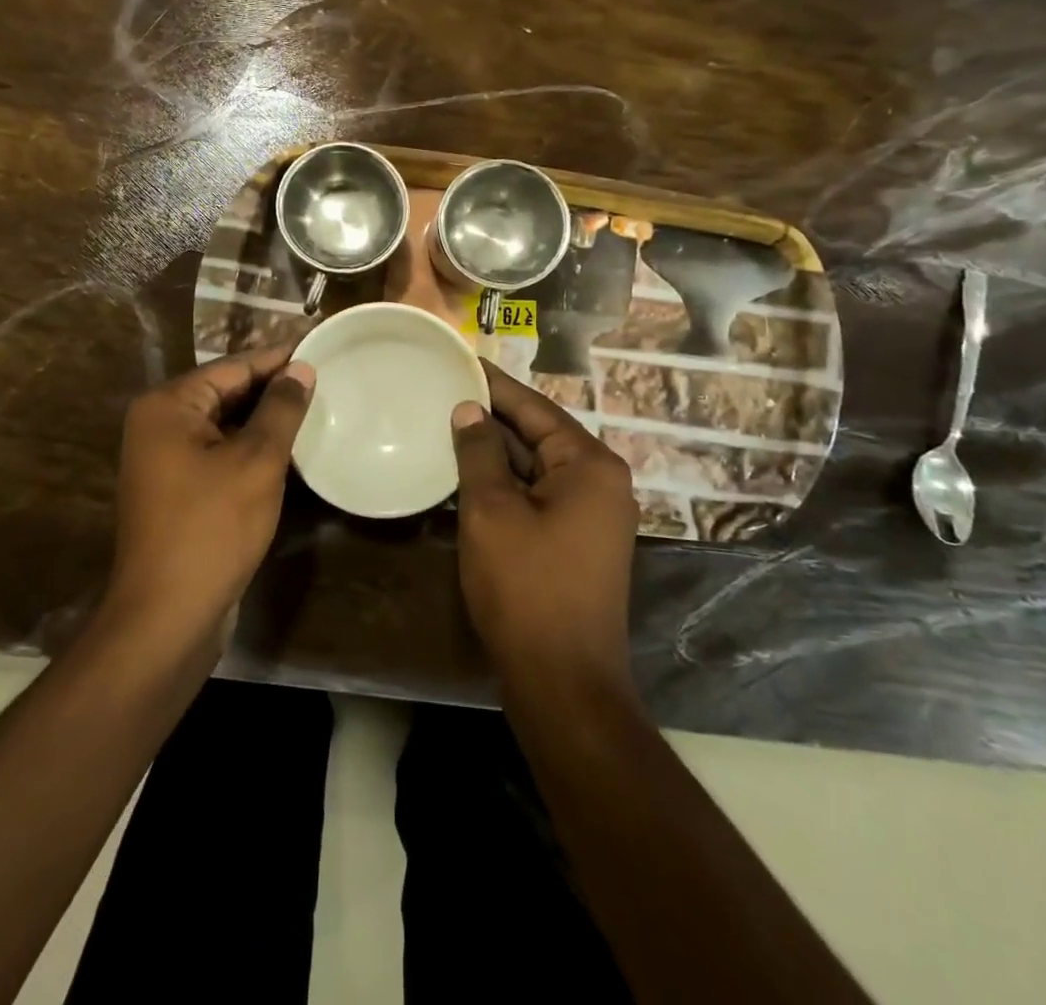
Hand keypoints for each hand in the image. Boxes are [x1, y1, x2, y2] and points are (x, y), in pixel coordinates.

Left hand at [107, 346, 314, 646]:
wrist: (167, 616)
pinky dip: (250, 450)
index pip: (233, 368)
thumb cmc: (212, 527)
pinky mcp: (177, 491)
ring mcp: (164, 460)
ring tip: (315, 411)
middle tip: (325, 381)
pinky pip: (218, 454)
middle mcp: (158, 425)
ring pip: (224, 426)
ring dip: (264, 422)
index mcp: (168, 406)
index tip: (319, 349)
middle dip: (272, 390)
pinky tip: (288, 452)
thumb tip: (301, 369)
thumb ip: (280, 409)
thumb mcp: (256, 461)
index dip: (278, 359)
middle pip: (225, 393)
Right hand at [451, 363, 640, 687]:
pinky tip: (469, 474)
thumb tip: (469, 410)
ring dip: (496, 452)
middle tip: (445, 392)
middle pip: (539, 435)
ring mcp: (592, 515)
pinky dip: (506, 483)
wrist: (562, 682)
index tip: (461, 362)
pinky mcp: (577, 542)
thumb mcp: (492, 511)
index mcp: (590, 465)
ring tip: (448, 425)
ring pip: (537, 467)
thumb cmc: (526, 587)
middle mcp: (600, 482)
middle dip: (493, 418)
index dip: (494, 386)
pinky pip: (539, 495)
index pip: (536, 409)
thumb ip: (480, 452)